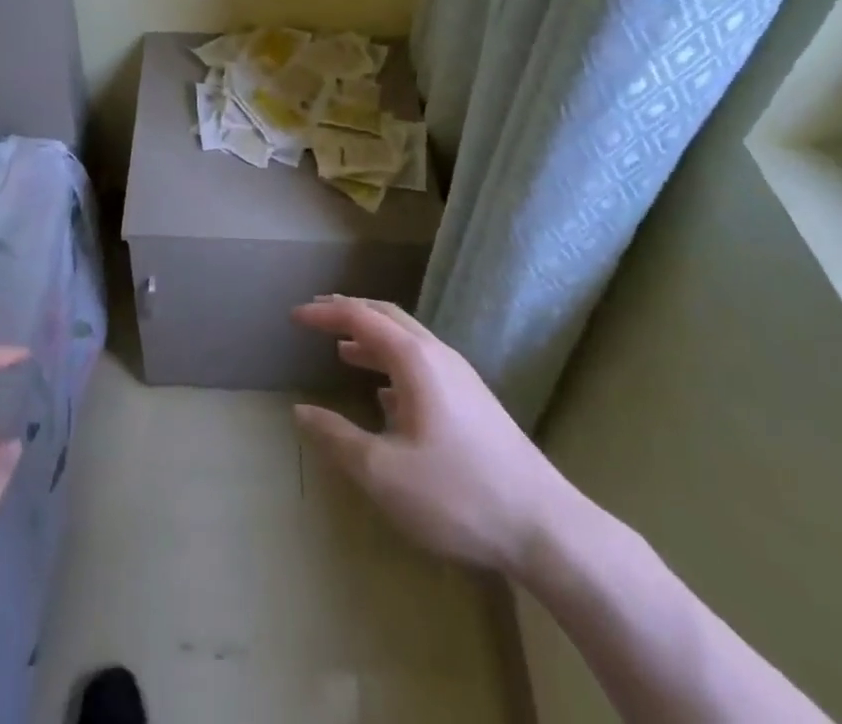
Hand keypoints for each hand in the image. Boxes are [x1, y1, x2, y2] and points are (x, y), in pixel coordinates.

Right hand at [292, 296, 584, 580]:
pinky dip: (394, 364)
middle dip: (350, 313)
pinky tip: (386, 394)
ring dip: (372, 339)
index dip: (325, 312)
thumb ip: (337, 438)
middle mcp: (439, 356)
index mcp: (415, 359)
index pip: (361, 317)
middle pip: (388, 317)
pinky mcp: (475, 403)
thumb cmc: (456, 494)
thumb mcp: (383, 473)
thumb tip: (301, 411)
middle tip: (318, 315)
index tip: (295, 314)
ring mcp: (462, 378)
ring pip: (409, 341)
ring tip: (343, 350)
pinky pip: (424, 365)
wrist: (546, 529)